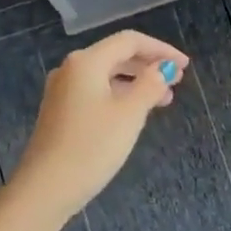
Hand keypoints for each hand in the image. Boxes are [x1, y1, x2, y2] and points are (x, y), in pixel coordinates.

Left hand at [8, 30, 188, 220]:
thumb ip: (150, 85)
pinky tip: (134, 113)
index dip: (161, 49)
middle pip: (116, 55)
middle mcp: (71, 69)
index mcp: (86, 62)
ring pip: (106, 75)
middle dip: (149, 65)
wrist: (45, 189)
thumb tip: (163, 68)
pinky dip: (119, 95)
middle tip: (177, 81)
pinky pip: (96, 92)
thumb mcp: (129, 114)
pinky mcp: (60, 112)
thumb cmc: (92, 147)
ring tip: (163, 100)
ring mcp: (62, 91)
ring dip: (136, 82)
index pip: (129, 41)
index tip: (185, 66)